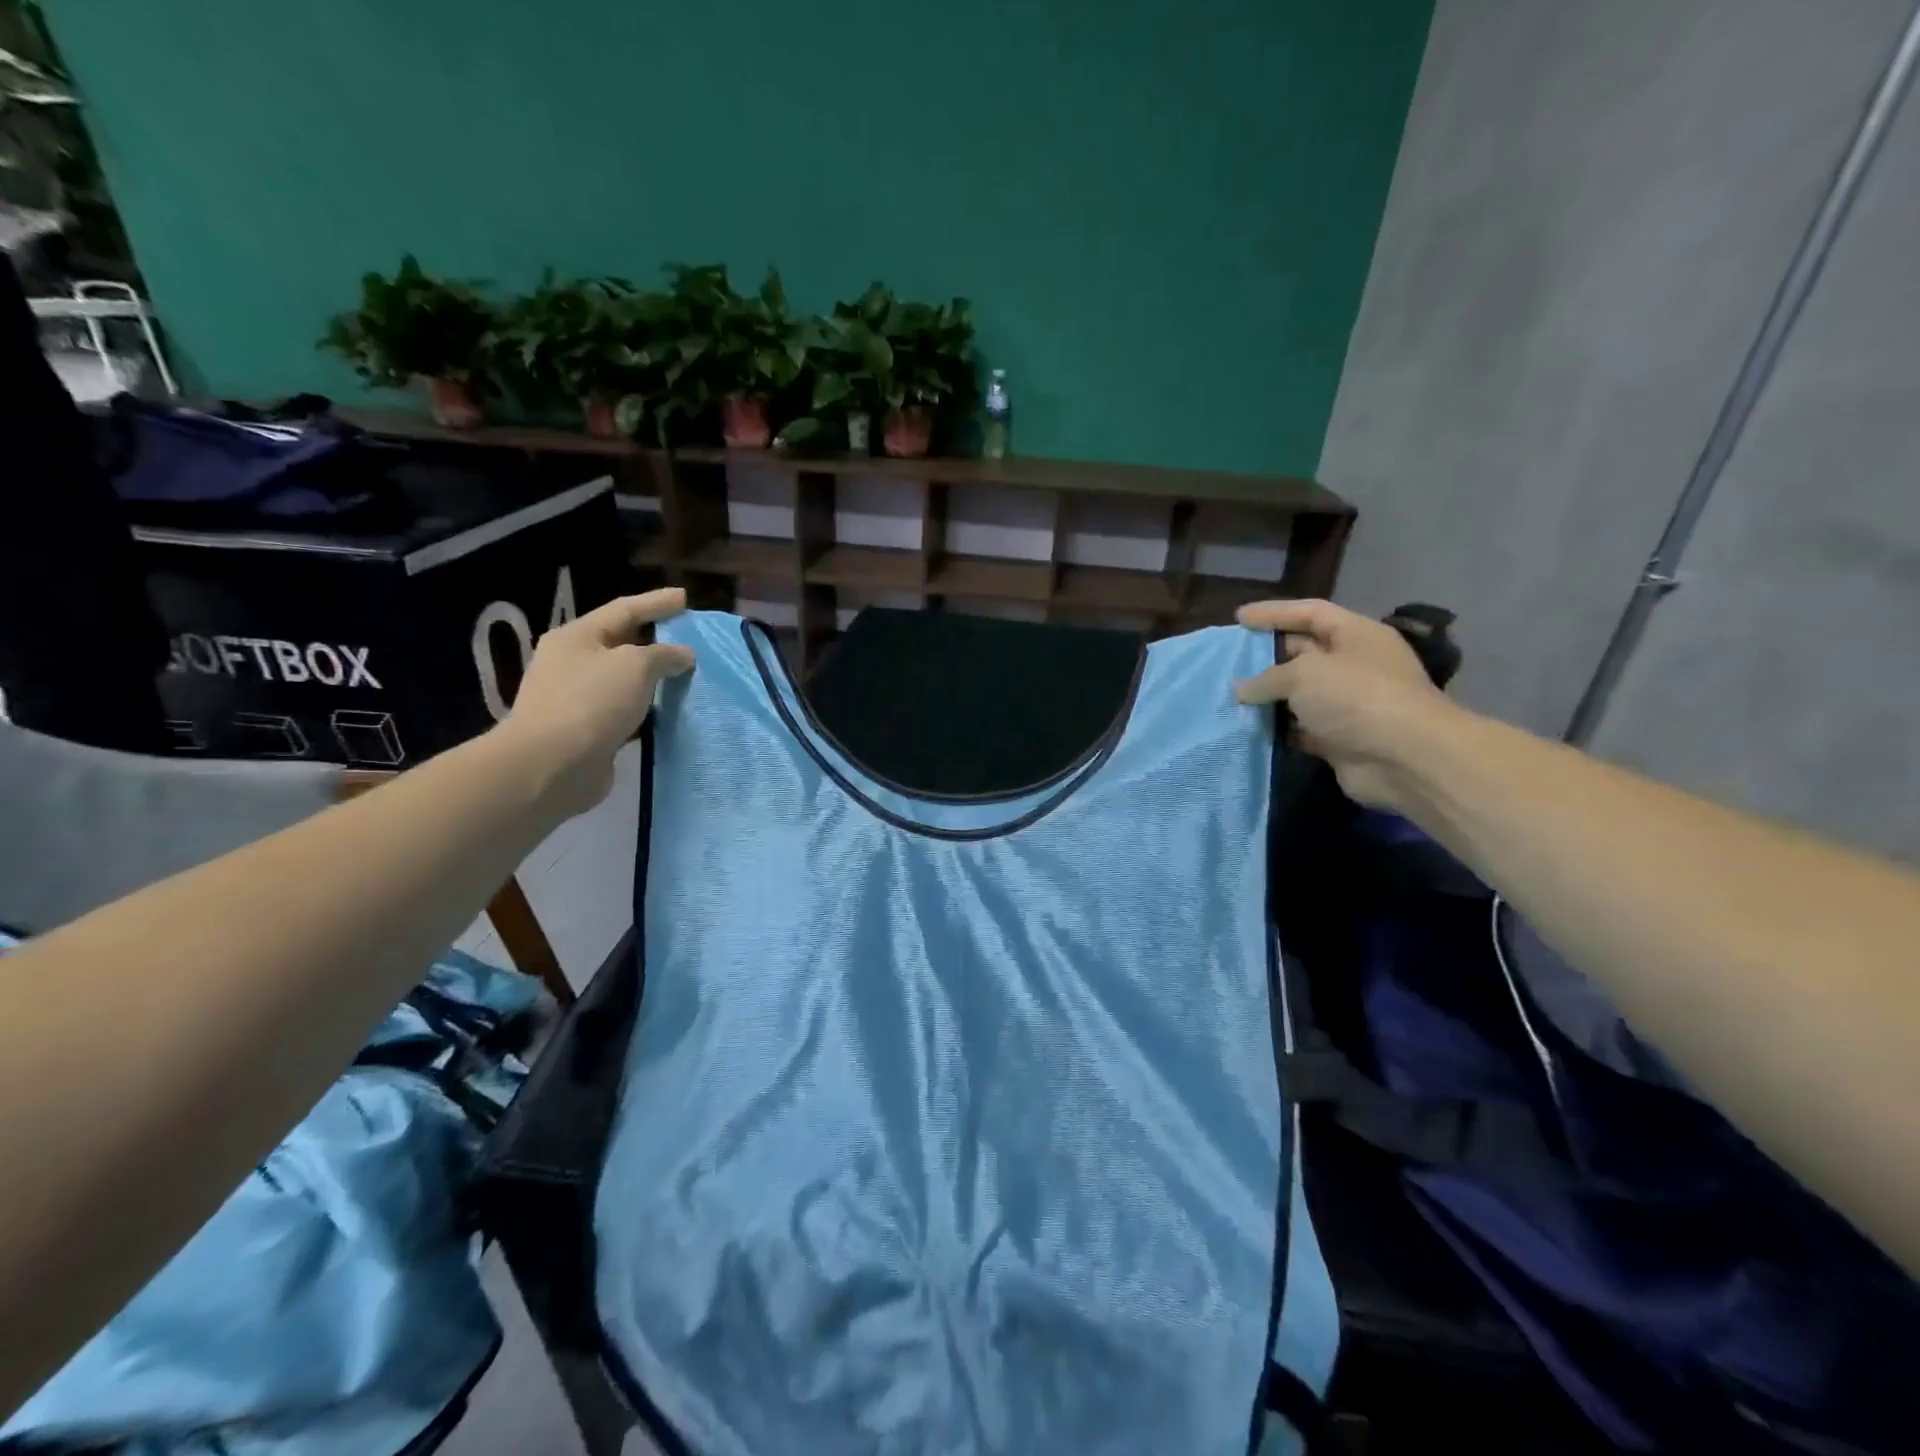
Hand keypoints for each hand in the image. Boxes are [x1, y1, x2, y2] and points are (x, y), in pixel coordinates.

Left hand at [499, 587, 693, 816]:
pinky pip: (626, 711)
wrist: (551, 765)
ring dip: (654, 678)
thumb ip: (663, 655)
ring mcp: (577, 699)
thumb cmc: (591, 702)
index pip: (624, 609)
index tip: (685, 598)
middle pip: (621, 643)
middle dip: (655, 639)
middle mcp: (573, 663)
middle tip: (689, 637)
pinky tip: (670, 711)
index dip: (656, 602)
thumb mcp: (634, 666)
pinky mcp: (587, 731)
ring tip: (687, 675)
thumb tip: (683, 654)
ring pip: (625, 680)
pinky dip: (648, 708)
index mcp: (577, 637)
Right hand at [1233, 599, 1461, 809]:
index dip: (1274, 613)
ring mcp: (1349, 703)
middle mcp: (1355, 665)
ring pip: (1300, 693)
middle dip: (1268, 655)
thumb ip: (1267, 678)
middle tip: (1230, 659)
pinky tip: (1249, 727)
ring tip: (1231, 695)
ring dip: (1269, 696)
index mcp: (1356, 635)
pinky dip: (1278, 727)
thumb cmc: (1357, 698)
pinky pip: (1301, 727)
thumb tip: (1242, 689)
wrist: (1404, 759)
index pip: (1310, 613)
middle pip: (1304, 651)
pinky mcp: (1340, 738)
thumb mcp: (1304, 674)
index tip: (1238, 618)